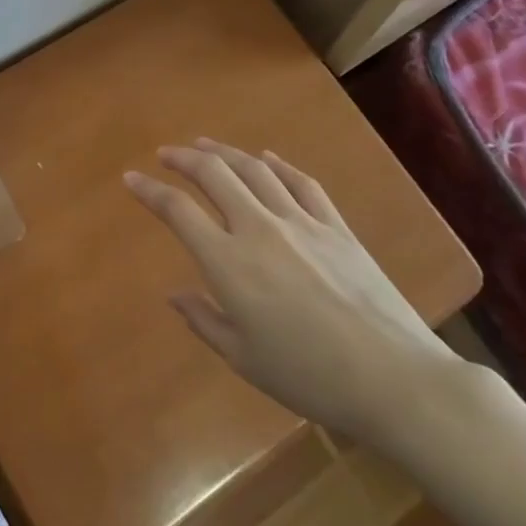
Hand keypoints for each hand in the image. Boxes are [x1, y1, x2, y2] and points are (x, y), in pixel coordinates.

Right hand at [123, 138, 463, 450]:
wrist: (394, 379)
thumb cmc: (310, 377)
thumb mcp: (244, 358)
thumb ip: (204, 320)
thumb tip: (175, 293)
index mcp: (229, 263)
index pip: (178, 211)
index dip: (150, 191)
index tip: (131, 178)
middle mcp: (259, 229)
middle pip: (214, 174)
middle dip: (184, 158)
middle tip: (166, 153)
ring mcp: (301, 222)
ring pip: (254, 169)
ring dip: (224, 152)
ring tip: (205, 145)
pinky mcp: (336, 226)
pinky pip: (301, 182)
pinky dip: (278, 164)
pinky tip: (267, 158)